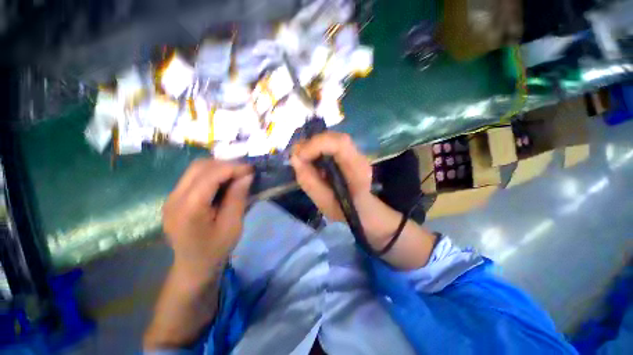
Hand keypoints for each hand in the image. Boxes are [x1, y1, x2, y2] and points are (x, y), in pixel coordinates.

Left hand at [145, 159, 252, 349]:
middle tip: (244, 171)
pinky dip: (212, 174)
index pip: (210, 175)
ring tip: (235, 175)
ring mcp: (171, 197)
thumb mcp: (233, 225)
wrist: (193, 265)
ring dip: (218, 167)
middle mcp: (174, 198)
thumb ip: (238, 197)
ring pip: (195, 169)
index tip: (251, 169)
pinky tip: (223, 182)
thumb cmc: (216, 248)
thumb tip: (246, 175)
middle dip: (225, 164)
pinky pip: (193, 176)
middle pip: (199, 167)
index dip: (232, 168)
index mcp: (189, 209)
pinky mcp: (174, 197)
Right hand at [291, 133, 436, 269]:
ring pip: (330, 138)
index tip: (299, 157)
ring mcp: (353, 153)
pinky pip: (328, 145)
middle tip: (297, 158)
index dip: (316, 145)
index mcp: (357, 168)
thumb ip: (309, 181)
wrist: (363, 211)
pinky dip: (315, 149)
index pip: (340, 143)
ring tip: (301, 159)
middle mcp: (358, 155)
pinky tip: (310, 159)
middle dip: (311, 144)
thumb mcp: (325, 203)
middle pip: (333, 137)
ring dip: (312, 146)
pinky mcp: (347, 154)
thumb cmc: (346, 211)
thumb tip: (294, 158)